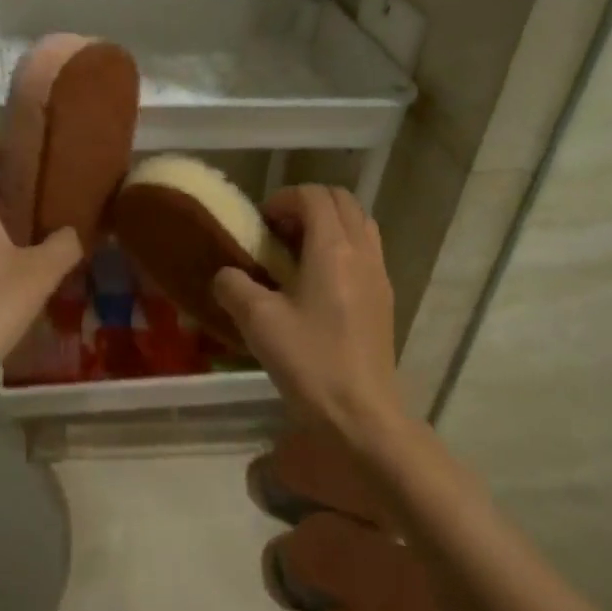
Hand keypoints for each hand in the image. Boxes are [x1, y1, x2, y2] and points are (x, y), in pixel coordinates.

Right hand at [211, 186, 398, 442]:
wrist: (362, 415)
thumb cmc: (309, 361)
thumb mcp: (257, 322)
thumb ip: (234, 287)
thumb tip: (226, 276)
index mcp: (333, 248)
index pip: (313, 196)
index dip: (283, 199)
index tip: (260, 223)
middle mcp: (362, 252)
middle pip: (341, 201)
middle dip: (307, 205)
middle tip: (277, 232)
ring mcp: (379, 275)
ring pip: (359, 224)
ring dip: (328, 225)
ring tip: (297, 253)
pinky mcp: (385, 299)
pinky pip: (366, 251)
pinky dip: (342, 248)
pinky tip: (317, 284)